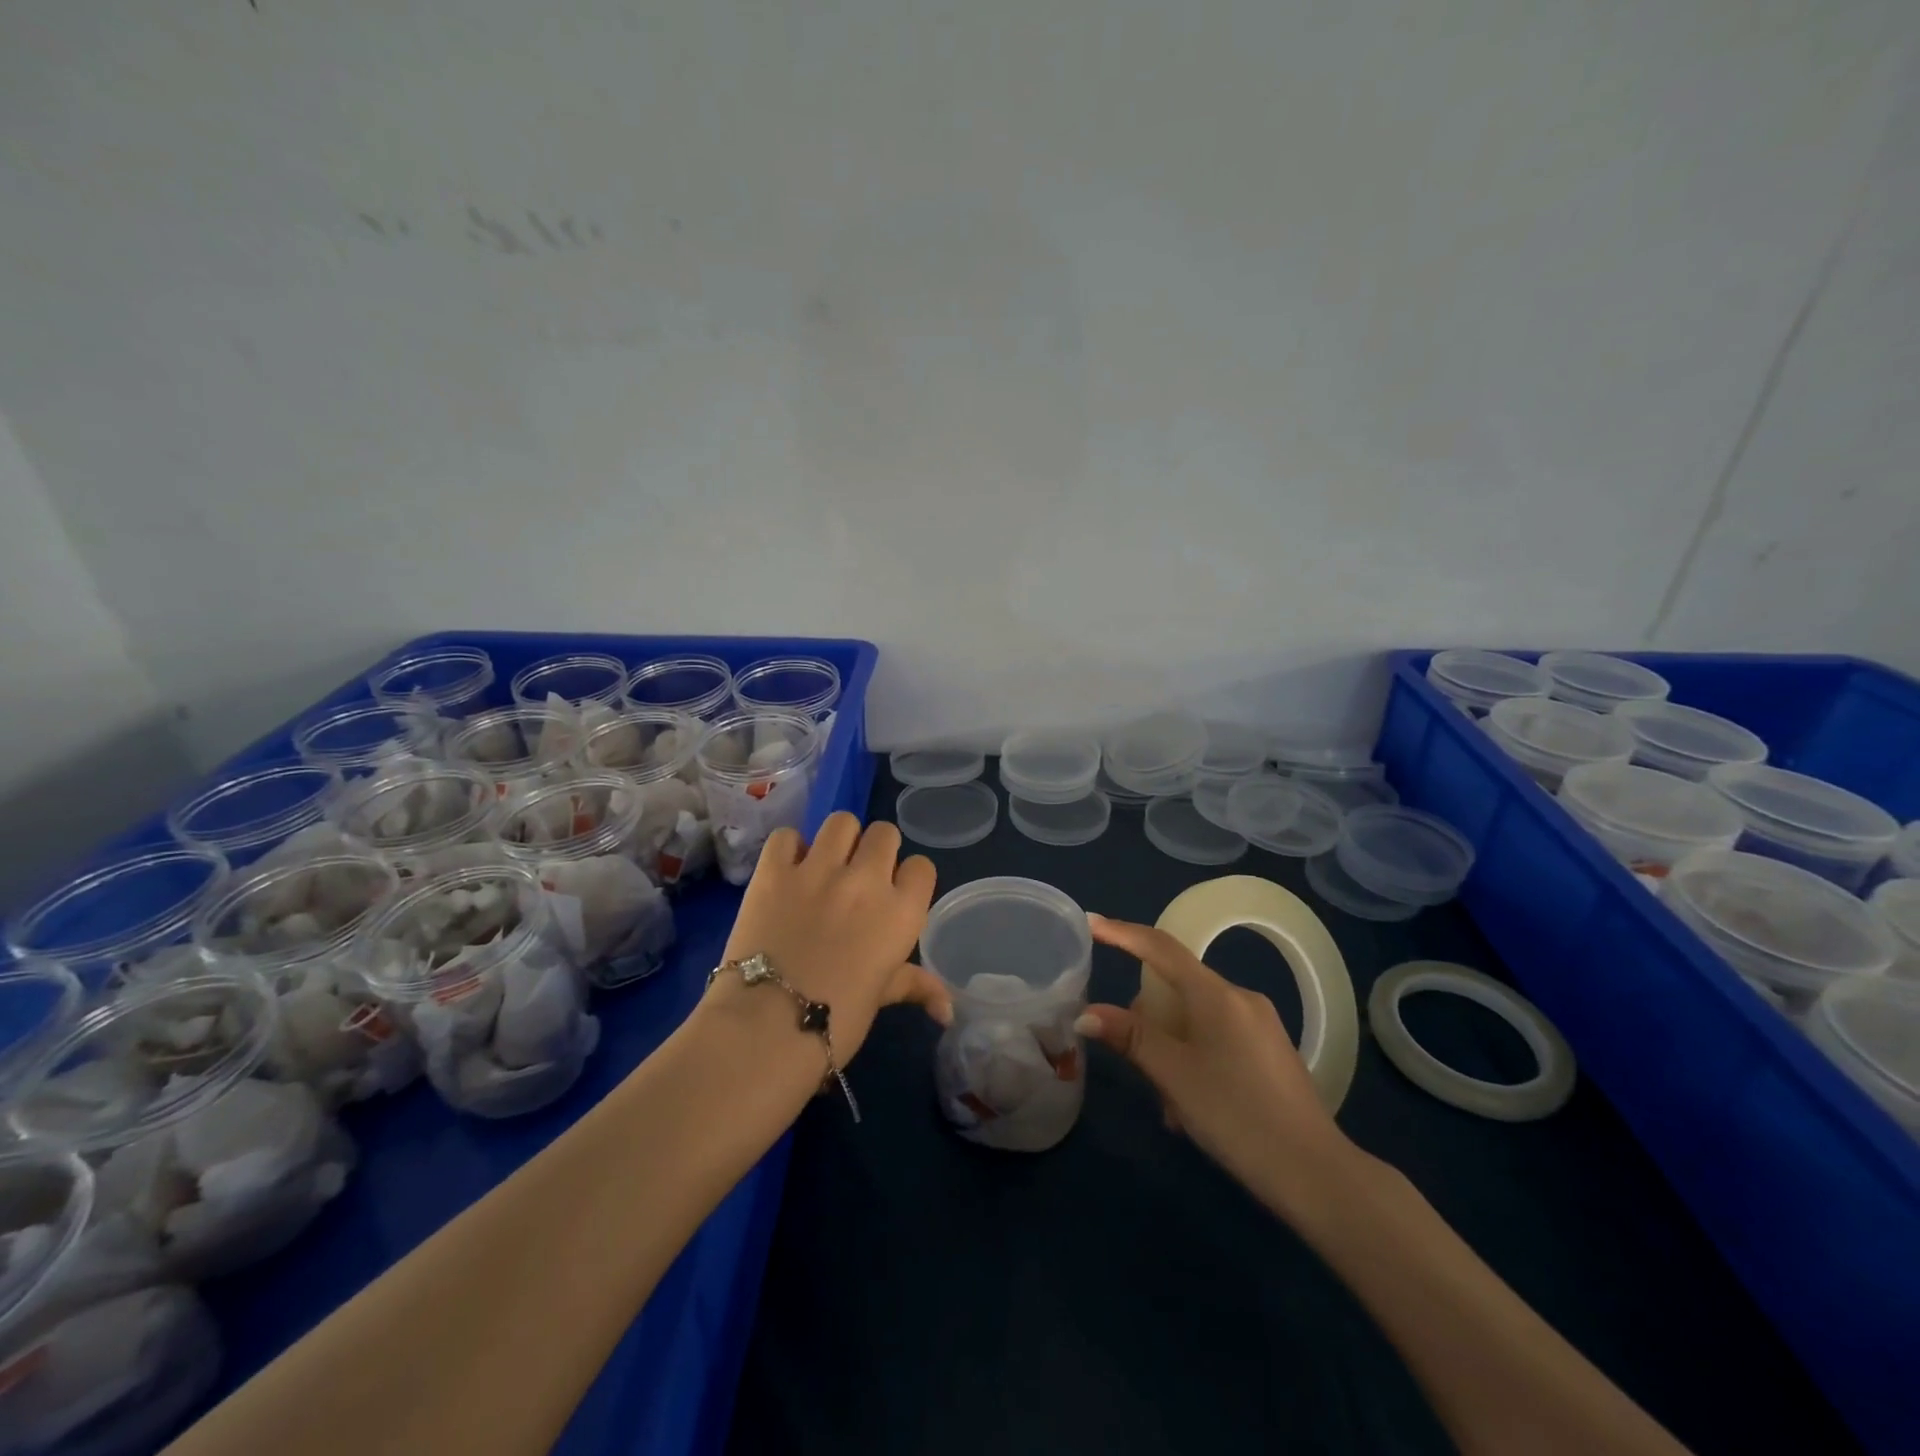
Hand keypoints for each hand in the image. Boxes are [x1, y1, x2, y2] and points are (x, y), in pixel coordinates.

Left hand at [712, 812, 950, 1062]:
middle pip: (884, 833)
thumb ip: (915, 986)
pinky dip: (789, 849)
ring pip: (842, 821)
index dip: (907, 878)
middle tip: (857, 878)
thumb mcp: (881, 998)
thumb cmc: (836, 1022)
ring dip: (838, 840)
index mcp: (901, 912)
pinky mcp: (774, 871)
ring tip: (824, 865)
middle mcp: (866, 880)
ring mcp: (818, 870)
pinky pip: (787, 835)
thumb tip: (948, 1010)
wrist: (765, 1029)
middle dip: (875, 850)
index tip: (892, 895)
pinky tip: (787, 871)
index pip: (921, 866)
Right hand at [1075, 915, 1355, 1214]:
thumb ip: (1130, 1037)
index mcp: (1216, 994)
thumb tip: (1087, 1014)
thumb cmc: (1237, 1116)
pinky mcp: (1271, 1053)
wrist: (1317, 1176)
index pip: (1160, 948)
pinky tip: (1194, 1109)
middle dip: (1149, 1022)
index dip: (1122, 932)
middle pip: (1176, 989)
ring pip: (1196, 1021)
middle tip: (1140, 1069)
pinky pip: (1218, 1040)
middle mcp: (1241, 999)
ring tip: (1171, 1106)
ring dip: (1172, 1051)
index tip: (1091, 922)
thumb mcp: (1174, 1075)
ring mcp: (1261, 1026)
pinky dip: (1195, 1061)